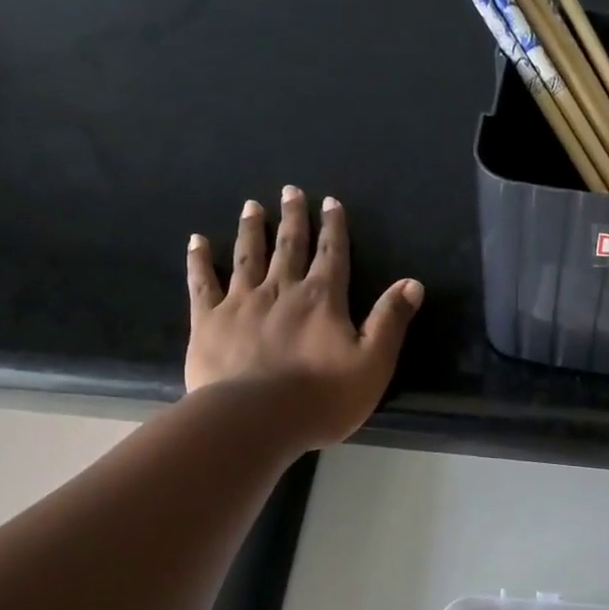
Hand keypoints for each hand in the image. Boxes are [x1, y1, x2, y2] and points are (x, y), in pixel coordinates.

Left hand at [186, 187, 422, 447]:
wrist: (257, 419)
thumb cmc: (322, 398)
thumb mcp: (373, 363)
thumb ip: (390, 321)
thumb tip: (412, 283)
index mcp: (322, 299)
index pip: (332, 254)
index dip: (333, 227)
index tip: (330, 202)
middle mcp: (281, 289)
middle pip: (289, 246)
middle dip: (293, 218)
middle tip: (290, 190)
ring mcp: (241, 302)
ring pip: (248, 256)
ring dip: (251, 229)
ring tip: (252, 206)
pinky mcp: (208, 320)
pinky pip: (202, 282)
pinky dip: (199, 260)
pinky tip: (196, 241)